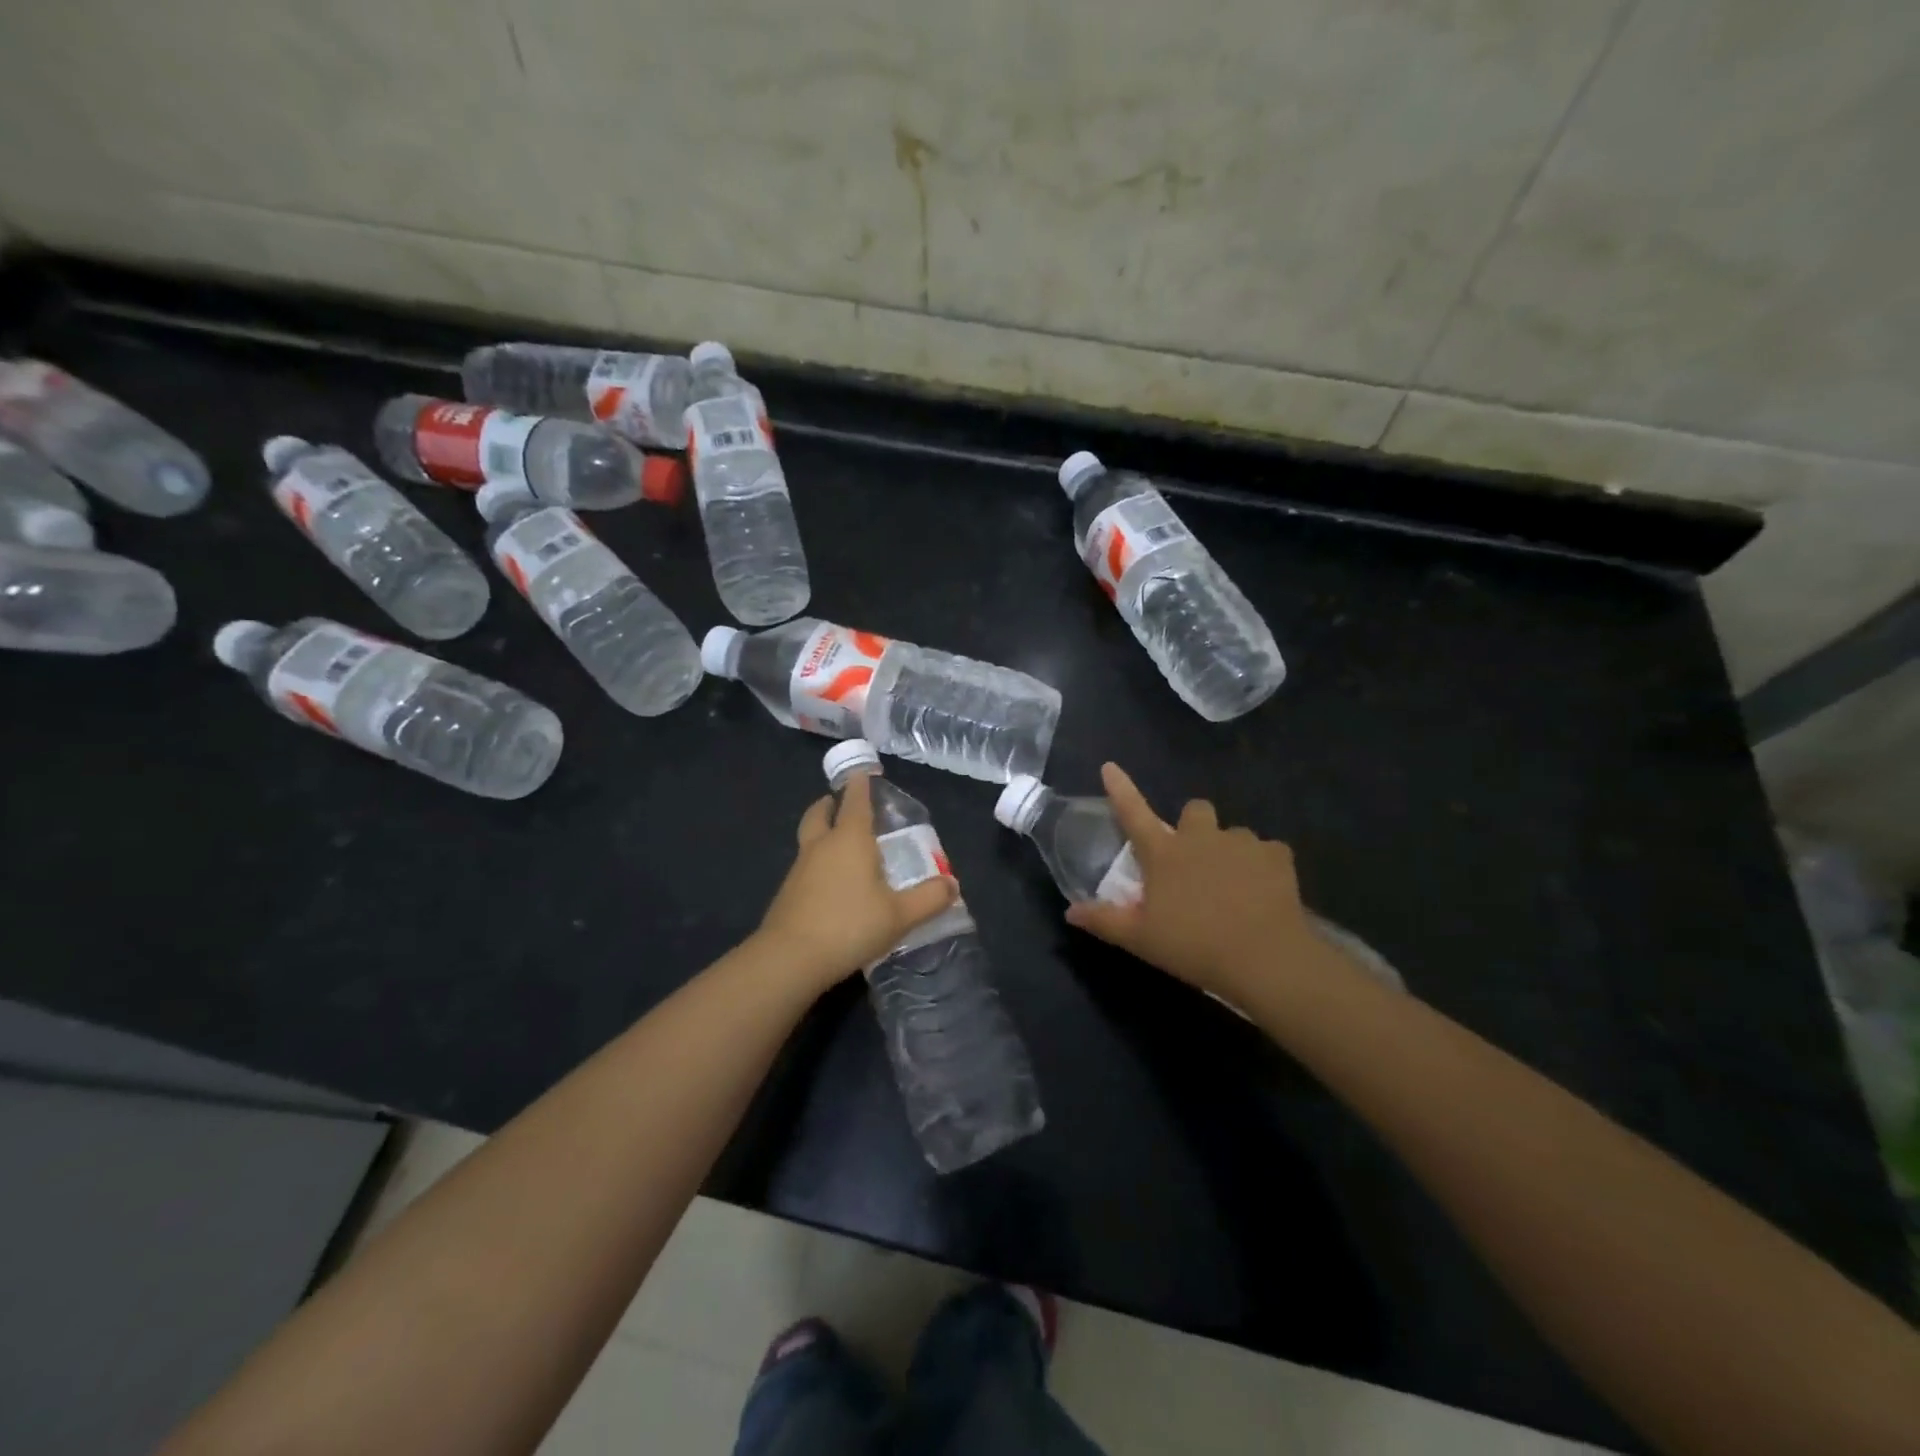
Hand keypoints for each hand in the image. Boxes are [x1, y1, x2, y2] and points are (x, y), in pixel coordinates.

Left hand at [756, 772, 957, 991]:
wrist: (790, 959)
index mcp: (850, 840)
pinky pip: (804, 865)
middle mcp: (822, 846)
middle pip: (820, 813)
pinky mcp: (787, 893)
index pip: (856, 802)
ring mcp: (800, 869)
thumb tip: (952, 884)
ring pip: (809, 838)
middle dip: (829, 804)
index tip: (862, 773)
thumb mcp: (899, 915)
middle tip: (838, 802)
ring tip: (838, 843)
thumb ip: (928, 898)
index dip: (860, 786)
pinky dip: (816, 862)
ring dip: (820, 832)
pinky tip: (829, 882)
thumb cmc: (850, 925)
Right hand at [1065, 763, 1332, 1005]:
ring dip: (1228, 850)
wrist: (1264, 958)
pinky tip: (1263, 891)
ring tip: (1232, 884)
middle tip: (1193, 858)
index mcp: (1164, 853)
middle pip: (1195, 810)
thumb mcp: (1140, 939)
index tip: (1109, 767)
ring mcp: (1241, 843)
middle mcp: (1201, 837)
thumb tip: (1070, 911)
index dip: (1120, 788)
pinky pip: (1267, 852)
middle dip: (1192, 825)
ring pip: (1232, 833)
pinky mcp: (1277, 856)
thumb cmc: (1193, 946)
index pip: (1133, 812)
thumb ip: (1104, 920)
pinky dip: (1262, 866)